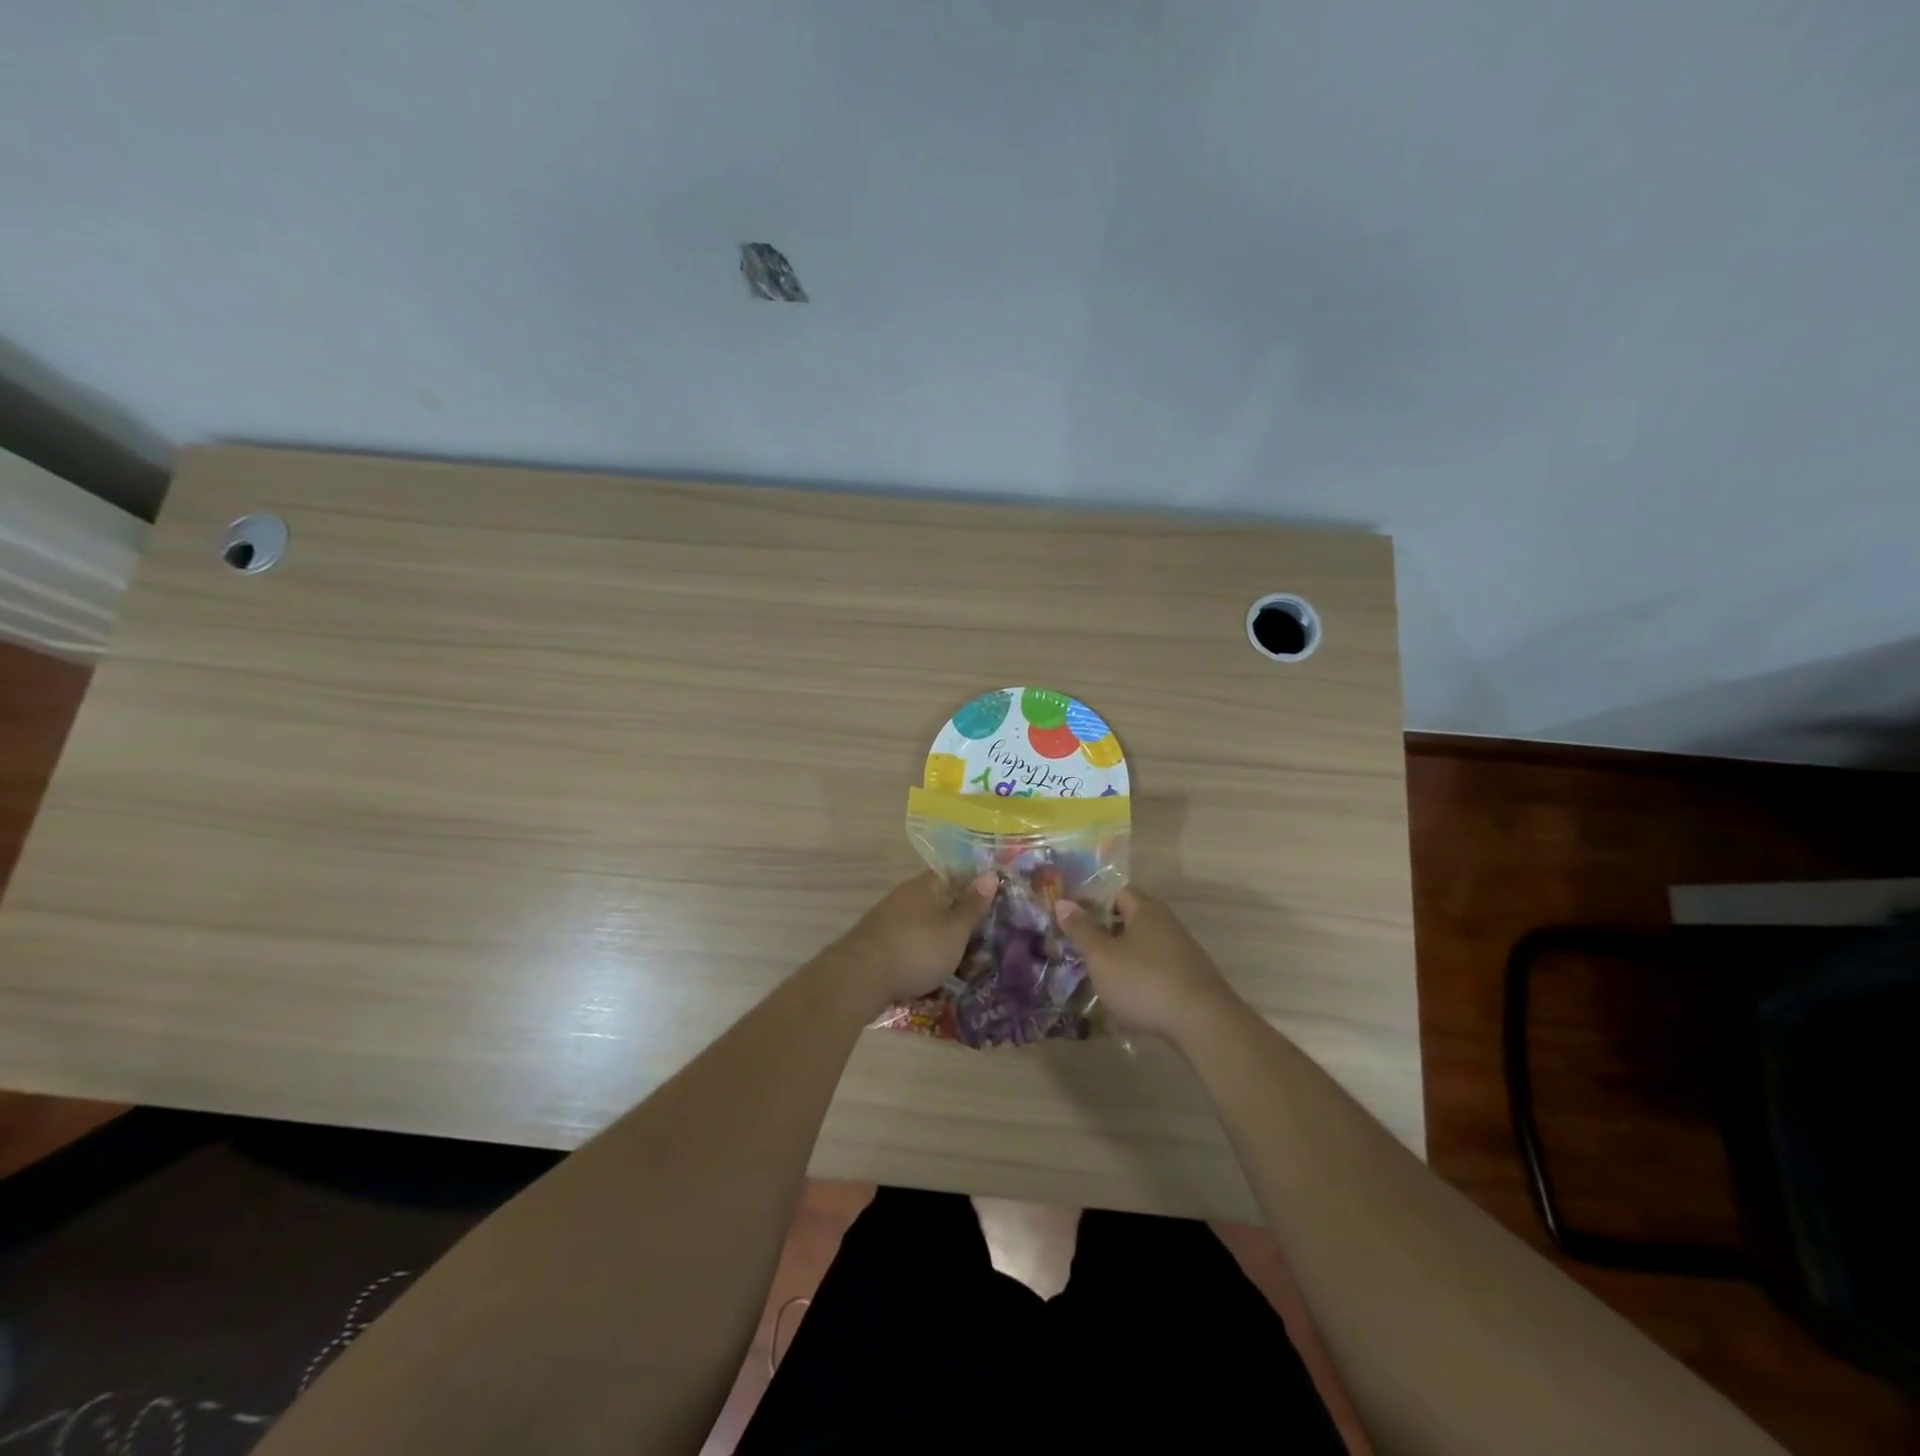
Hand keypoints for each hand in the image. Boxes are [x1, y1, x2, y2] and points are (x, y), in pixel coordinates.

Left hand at [835, 872, 995, 1008]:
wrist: (860, 979)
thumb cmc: (917, 949)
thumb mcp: (955, 930)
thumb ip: (973, 905)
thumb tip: (990, 873)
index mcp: (925, 886)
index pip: (954, 875)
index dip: (974, 888)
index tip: (993, 905)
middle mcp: (904, 896)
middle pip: (938, 901)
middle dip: (957, 919)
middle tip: (981, 940)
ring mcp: (887, 920)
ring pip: (922, 925)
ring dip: (939, 940)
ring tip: (961, 963)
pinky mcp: (876, 944)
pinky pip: (908, 944)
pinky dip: (921, 956)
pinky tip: (931, 974)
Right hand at [1053, 888, 1239, 1043]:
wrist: (1203, 1023)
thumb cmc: (1144, 981)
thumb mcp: (1102, 956)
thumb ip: (1081, 929)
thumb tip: (1063, 902)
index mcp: (1146, 910)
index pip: (1115, 892)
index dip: (1090, 902)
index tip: (1069, 919)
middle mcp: (1166, 924)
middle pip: (1128, 920)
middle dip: (1102, 934)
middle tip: (1077, 950)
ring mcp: (1181, 952)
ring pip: (1140, 948)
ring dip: (1118, 960)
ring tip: (1095, 979)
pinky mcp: (1188, 979)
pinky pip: (1154, 971)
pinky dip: (1136, 980)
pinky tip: (1123, 1003)